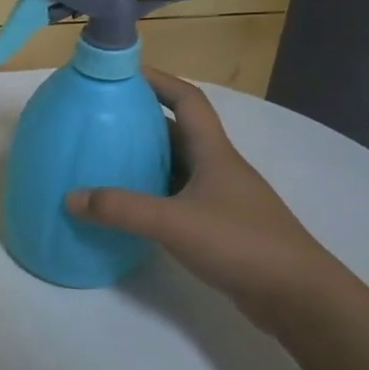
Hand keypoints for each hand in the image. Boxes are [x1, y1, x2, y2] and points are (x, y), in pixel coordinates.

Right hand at [65, 69, 333, 325]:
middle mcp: (219, 168)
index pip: (187, 100)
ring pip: (179, 166)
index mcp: (214, 153)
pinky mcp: (221, 226)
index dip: (158, 80)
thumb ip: (121, 209)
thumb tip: (71, 198)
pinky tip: (131, 209)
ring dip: (147, 159)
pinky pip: (180, 197)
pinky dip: (154, 194)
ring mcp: (222, 198)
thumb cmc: (240, 243)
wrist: (297, 295)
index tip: (124, 73)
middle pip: (179, 132)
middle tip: (102, 120)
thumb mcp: (173, 222)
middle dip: (143, 121)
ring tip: (107, 161)